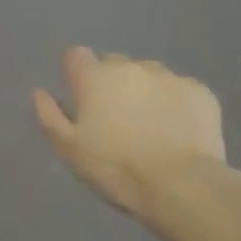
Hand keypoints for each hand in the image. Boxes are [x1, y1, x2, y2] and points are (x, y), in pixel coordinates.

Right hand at [33, 47, 229, 216]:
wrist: (182, 185)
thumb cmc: (116, 168)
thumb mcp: (70, 150)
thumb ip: (50, 116)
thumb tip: (40, 92)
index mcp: (95, 77)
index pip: (76, 56)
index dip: (76, 74)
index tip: (81, 98)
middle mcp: (130, 66)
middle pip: (114, 64)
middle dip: (112, 84)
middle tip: (117, 120)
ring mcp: (168, 76)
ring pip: (149, 75)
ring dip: (145, 92)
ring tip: (151, 127)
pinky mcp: (200, 91)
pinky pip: (180, 91)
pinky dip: (176, 105)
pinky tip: (179, 132)